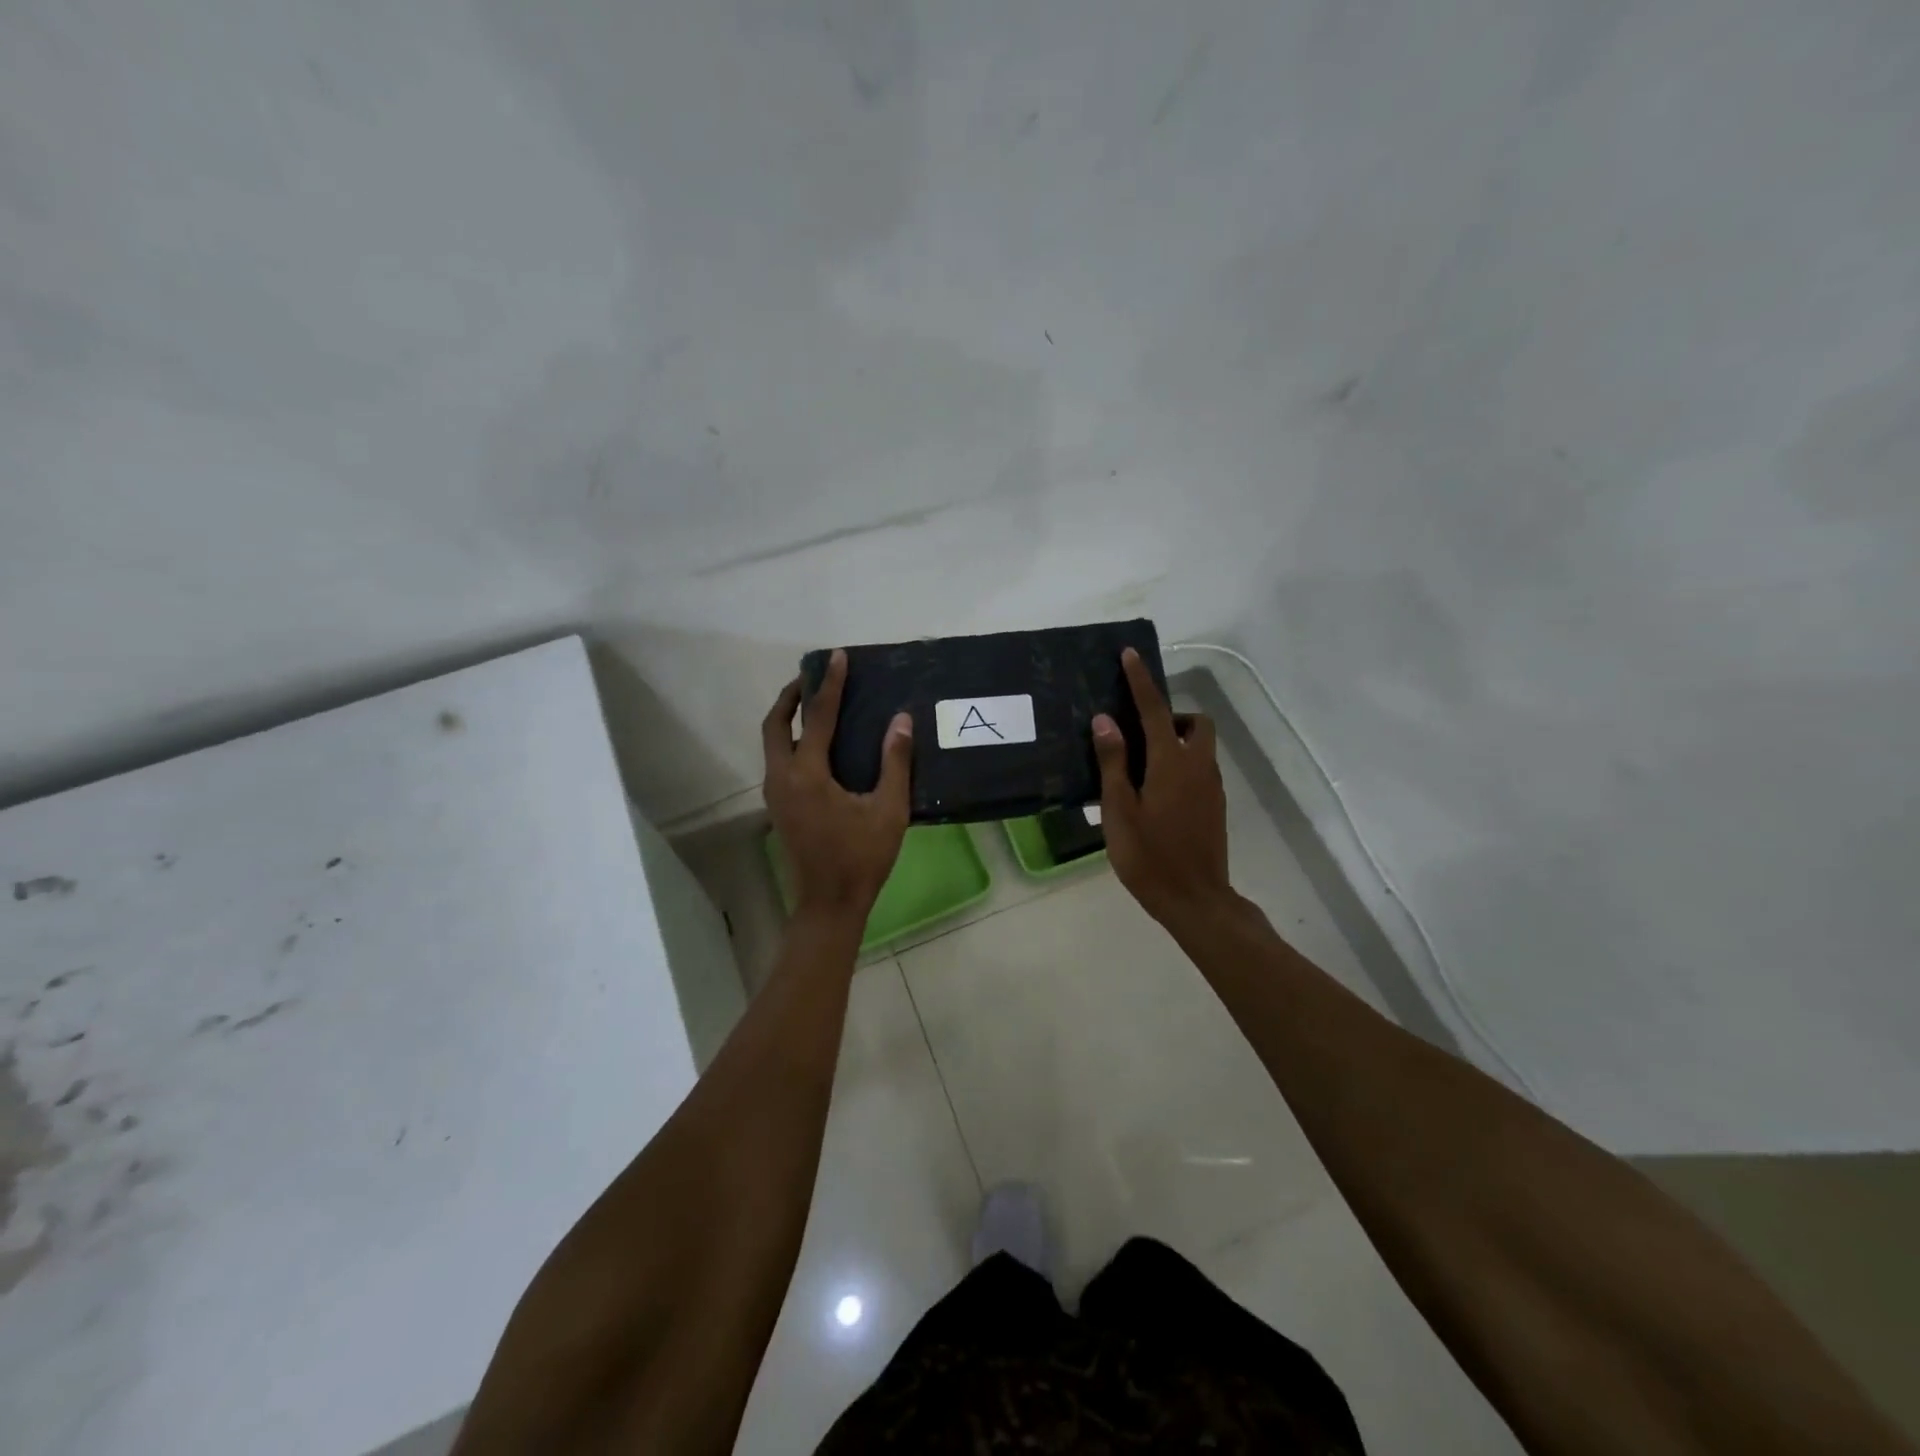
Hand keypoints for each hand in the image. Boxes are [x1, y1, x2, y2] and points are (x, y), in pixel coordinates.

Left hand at [762, 649, 913, 918]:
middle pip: (775, 724)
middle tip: (812, 676)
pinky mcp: (778, 806)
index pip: (818, 717)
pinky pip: (778, 759)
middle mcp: (782, 777)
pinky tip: (814, 743)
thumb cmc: (861, 857)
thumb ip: (895, 762)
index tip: (837, 657)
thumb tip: (901, 720)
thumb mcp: (888, 809)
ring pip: (771, 743)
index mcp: (807, 774)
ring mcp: (775, 793)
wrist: (829, 904)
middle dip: (791, 696)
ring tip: (813, 703)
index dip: (829, 685)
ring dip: (788, 717)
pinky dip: (790, 739)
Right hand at [1092, 648, 1231, 926]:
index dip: (1141, 680)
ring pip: (1201, 746)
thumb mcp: (1119, 810)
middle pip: (1195, 723)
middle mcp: (1199, 766)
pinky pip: (1200, 768)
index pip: (1154, 709)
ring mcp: (1212, 787)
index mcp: (1172, 762)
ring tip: (1142, 765)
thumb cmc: (1149, 857)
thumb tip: (1105, 720)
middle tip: (1140, 733)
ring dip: (1177, 740)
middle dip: (1172, 715)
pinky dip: (1181, 763)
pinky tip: (1156, 792)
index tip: (1130, 654)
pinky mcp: (1215, 806)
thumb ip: (1113, 762)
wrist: (1196, 900)